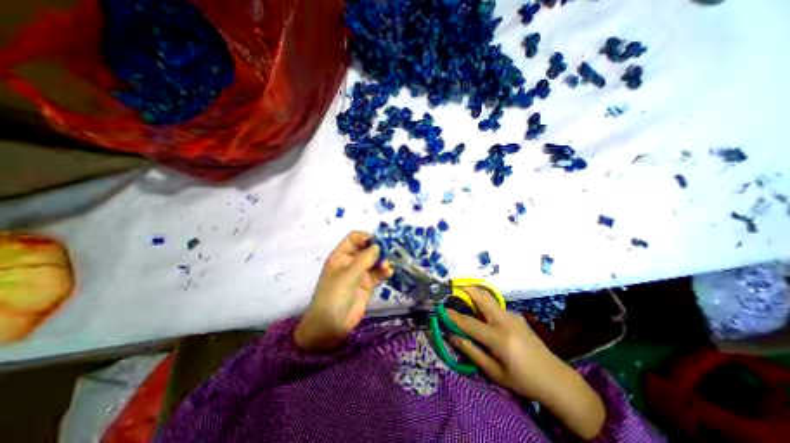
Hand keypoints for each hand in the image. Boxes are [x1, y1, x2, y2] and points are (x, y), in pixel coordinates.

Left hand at [294, 233, 393, 352]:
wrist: (330, 326)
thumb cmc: (333, 297)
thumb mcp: (346, 276)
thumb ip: (363, 260)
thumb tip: (378, 246)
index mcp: (341, 256)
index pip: (354, 239)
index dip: (365, 237)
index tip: (378, 242)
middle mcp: (351, 262)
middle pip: (367, 249)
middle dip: (378, 249)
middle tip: (388, 253)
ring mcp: (360, 274)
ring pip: (374, 261)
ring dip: (382, 261)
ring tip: (387, 267)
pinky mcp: (368, 284)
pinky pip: (378, 274)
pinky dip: (384, 272)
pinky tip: (389, 273)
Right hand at [443, 287, 568, 397]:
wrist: (555, 378)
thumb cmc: (522, 380)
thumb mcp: (493, 372)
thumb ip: (471, 351)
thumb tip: (451, 335)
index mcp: (499, 338)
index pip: (469, 323)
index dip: (453, 316)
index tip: (441, 309)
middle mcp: (505, 321)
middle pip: (481, 297)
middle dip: (466, 289)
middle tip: (452, 289)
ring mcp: (512, 315)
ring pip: (488, 298)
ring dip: (474, 294)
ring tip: (462, 297)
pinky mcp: (516, 315)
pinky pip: (495, 305)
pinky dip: (483, 302)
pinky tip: (479, 311)